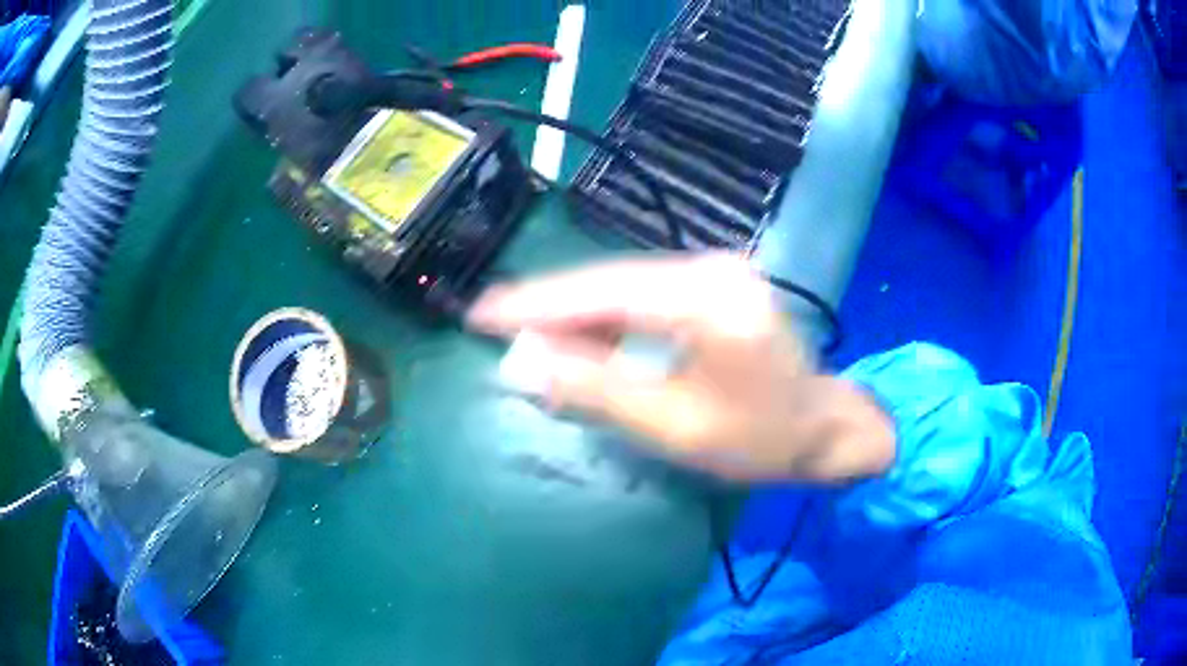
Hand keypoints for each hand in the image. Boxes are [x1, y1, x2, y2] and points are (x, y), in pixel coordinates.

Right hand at [467, 254, 894, 482]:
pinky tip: (580, 333)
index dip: (535, 303)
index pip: (600, 292)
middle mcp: (709, 269)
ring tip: (524, 330)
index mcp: (705, 300)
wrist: (821, 428)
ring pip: (623, 285)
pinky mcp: (715, 285)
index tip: (481, 311)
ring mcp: (715, 272)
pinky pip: (645, 294)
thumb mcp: (673, 426)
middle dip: (548, 305)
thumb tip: (525, 363)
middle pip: (608, 281)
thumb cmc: (757, 439)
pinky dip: (607, 315)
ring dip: (574, 310)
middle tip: (492, 320)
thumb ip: (596, 389)